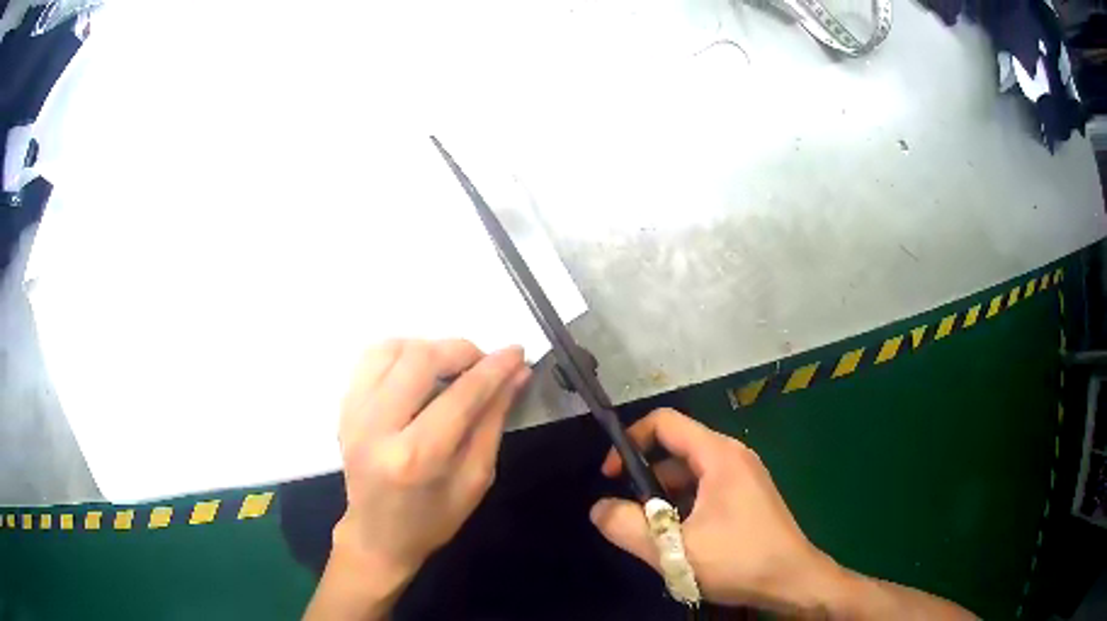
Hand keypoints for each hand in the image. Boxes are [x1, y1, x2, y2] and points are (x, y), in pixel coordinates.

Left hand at [334, 339, 528, 585]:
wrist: (376, 535)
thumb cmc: (432, 519)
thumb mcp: (475, 479)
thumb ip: (493, 422)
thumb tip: (515, 375)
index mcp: (416, 458)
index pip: (461, 397)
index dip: (493, 369)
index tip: (516, 352)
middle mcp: (377, 428)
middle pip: (420, 360)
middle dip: (460, 350)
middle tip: (483, 362)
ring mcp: (353, 413)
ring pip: (391, 349)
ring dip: (429, 347)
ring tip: (451, 366)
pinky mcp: (344, 407)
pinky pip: (371, 358)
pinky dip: (401, 353)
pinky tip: (418, 370)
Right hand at [589, 408, 837, 612]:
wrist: (792, 580)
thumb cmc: (738, 560)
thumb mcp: (674, 550)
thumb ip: (627, 528)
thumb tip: (598, 508)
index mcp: (718, 455)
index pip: (664, 422)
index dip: (629, 441)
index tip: (610, 476)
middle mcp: (732, 456)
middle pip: (675, 449)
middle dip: (645, 478)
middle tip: (630, 515)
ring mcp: (743, 476)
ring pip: (689, 473)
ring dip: (663, 497)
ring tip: (653, 533)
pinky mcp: (747, 496)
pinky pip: (705, 489)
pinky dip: (683, 505)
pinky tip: (680, 538)